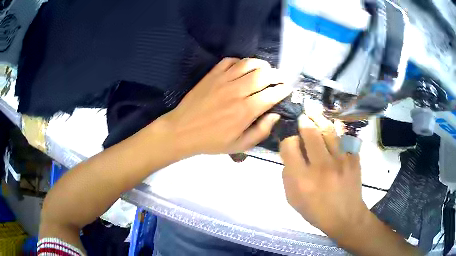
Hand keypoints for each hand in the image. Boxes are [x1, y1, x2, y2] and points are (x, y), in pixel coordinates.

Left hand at [162, 57, 291, 155]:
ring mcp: (223, 80)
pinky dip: (241, 61)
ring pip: (249, 63)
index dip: (283, 90)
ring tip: (266, 69)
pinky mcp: (212, 75)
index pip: (272, 94)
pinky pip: (230, 61)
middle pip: (264, 74)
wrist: (182, 130)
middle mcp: (237, 91)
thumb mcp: (239, 145)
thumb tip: (276, 115)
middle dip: (277, 75)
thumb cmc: (211, 141)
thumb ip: (261, 131)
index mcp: (245, 111)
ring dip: (262, 64)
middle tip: (281, 78)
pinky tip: (243, 68)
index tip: (288, 89)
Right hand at [280, 112, 367, 239]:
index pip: (290, 146)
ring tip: (313, 111)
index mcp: (302, 178)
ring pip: (328, 130)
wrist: (345, 216)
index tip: (291, 142)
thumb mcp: (293, 199)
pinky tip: (332, 124)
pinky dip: (337, 128)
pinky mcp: (353, 158)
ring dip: (319, 118)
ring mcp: (340, 160)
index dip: (287, 140)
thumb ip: (288, 175)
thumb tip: (290, 154)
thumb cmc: (316, 210)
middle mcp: (321, 166)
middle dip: (303, 121)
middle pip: (310, 132)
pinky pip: (345, 136)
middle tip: (302, 117)